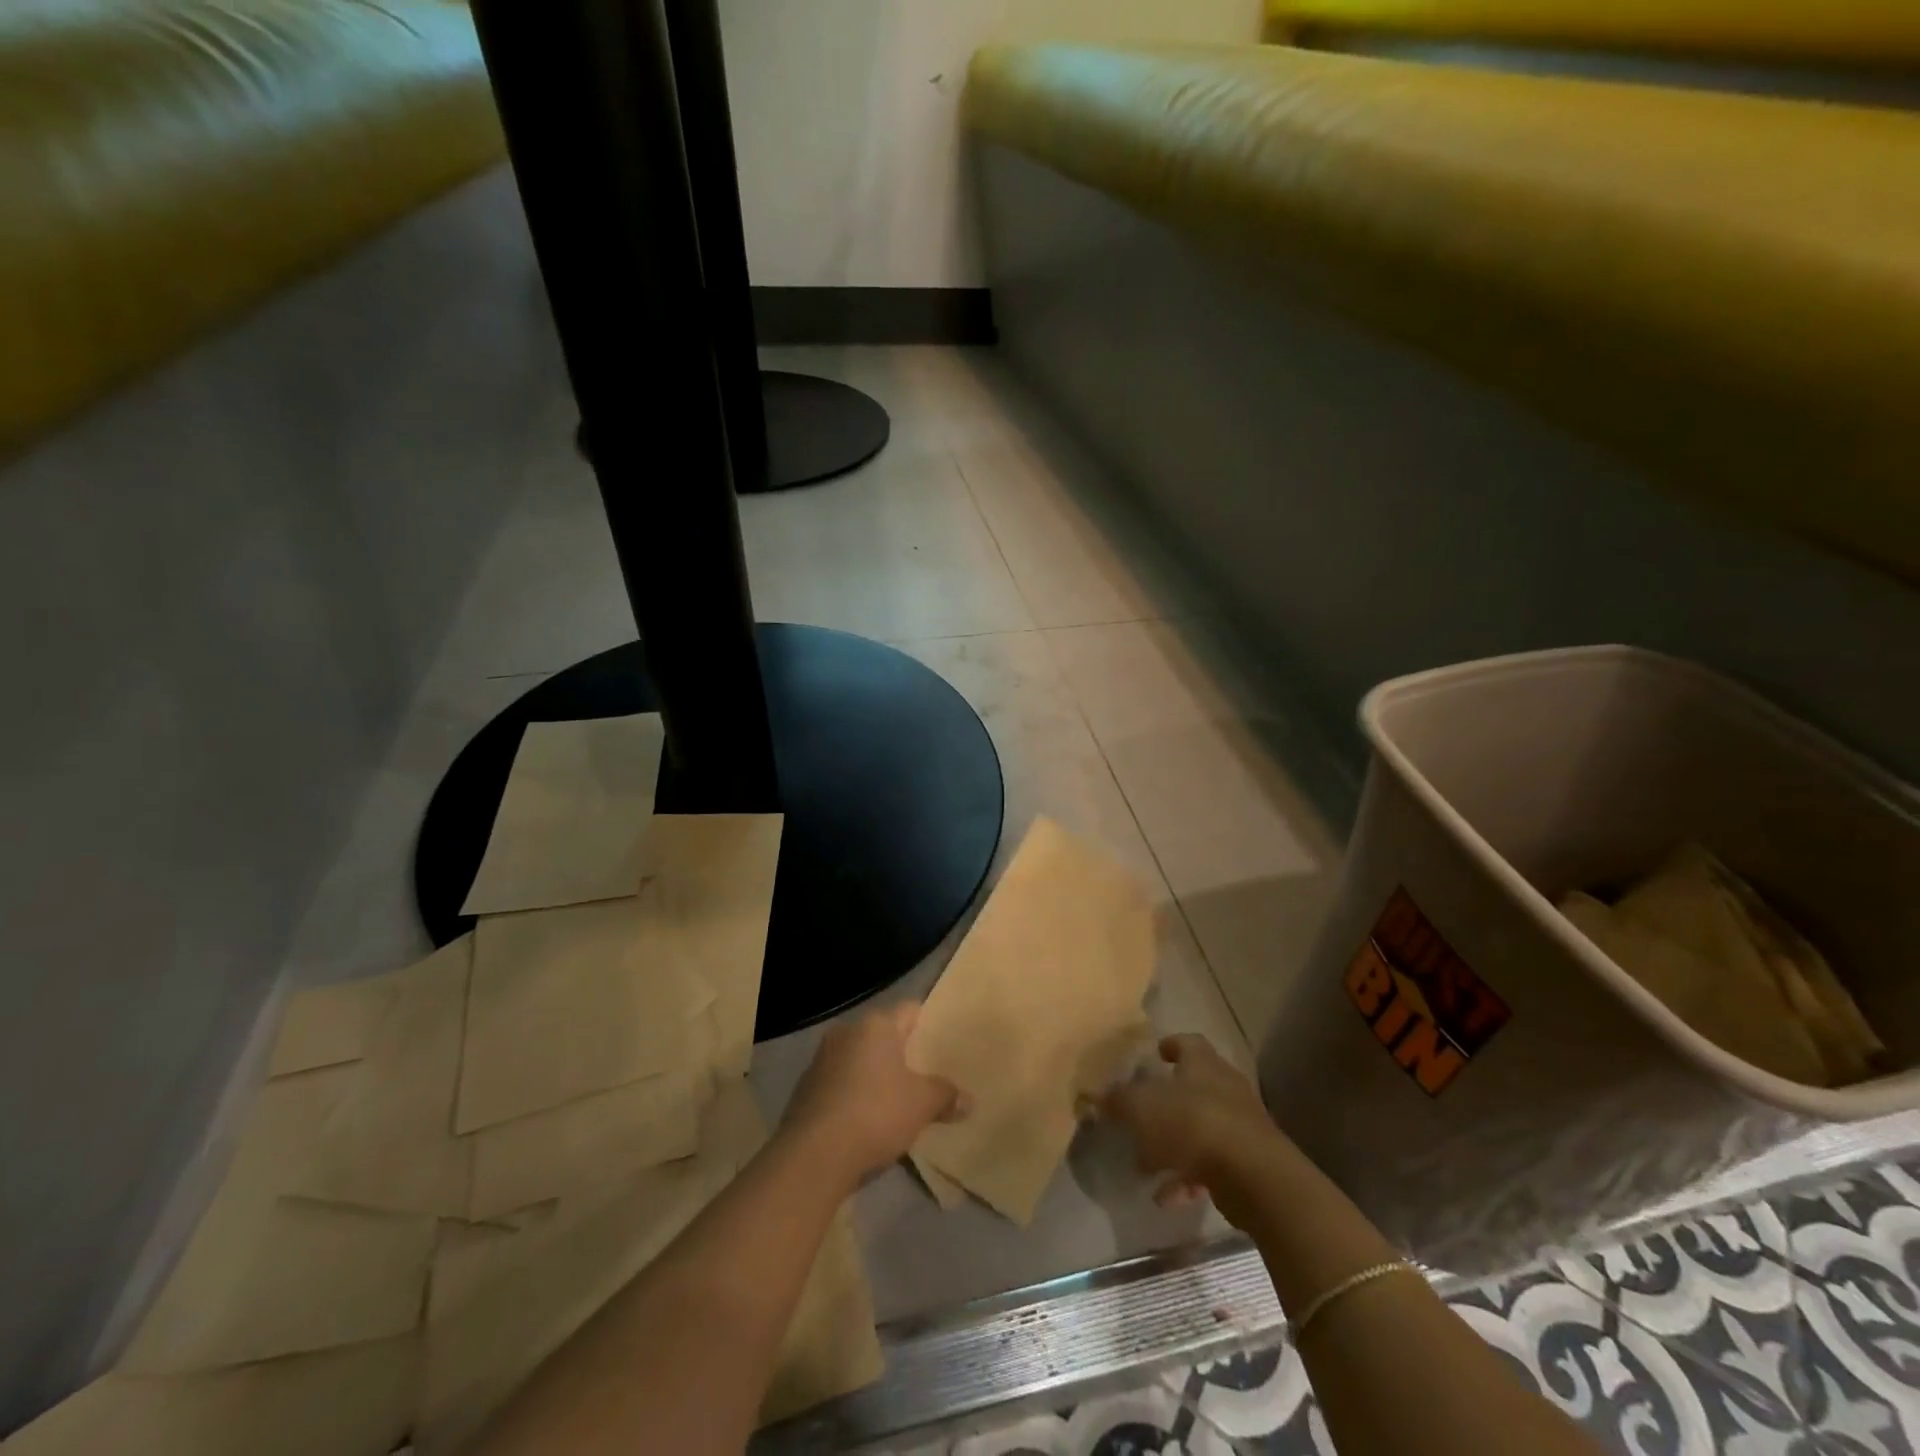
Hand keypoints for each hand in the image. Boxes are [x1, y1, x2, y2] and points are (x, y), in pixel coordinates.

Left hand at [781, 1004, 964, 1186]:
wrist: (813, 1156)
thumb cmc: (875, 1114)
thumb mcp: (922, 1105)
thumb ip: (946, 1096)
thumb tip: (969, 1100)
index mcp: (876, 1025)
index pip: (909, 1011)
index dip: (927, 1024)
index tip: (940, 1042)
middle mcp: (846, 1033)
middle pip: (882, 1036)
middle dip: (901, 1053)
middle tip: (924, 1073)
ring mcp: (821, 1060)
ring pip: (859, 1060)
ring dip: (875, 1075)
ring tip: (896, 1099)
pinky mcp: (805, 1090)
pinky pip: (840, 1084)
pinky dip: (854, 1095)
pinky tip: (865, 1120)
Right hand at [1099, 1034, 1281, 1227]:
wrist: (1254, 1176)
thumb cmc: (1193, 1124)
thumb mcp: (1142, 1107)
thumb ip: (1118, 1100)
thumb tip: (1096, 1095)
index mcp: (1203, 1063)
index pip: (1188, 1042)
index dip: (1171, 1045)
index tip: (1156, 1054)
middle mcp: (1225, 1087)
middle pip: (1196, 1085)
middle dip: (1169, 1098)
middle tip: (1142, 1110)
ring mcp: (1240, 1125)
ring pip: (1201, 1127)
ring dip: (1174, 1143)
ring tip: (1145, 1163)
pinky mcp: (1248, 1162)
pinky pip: (1210, 1164)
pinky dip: (1187, 1176)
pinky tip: (1166, 1197)